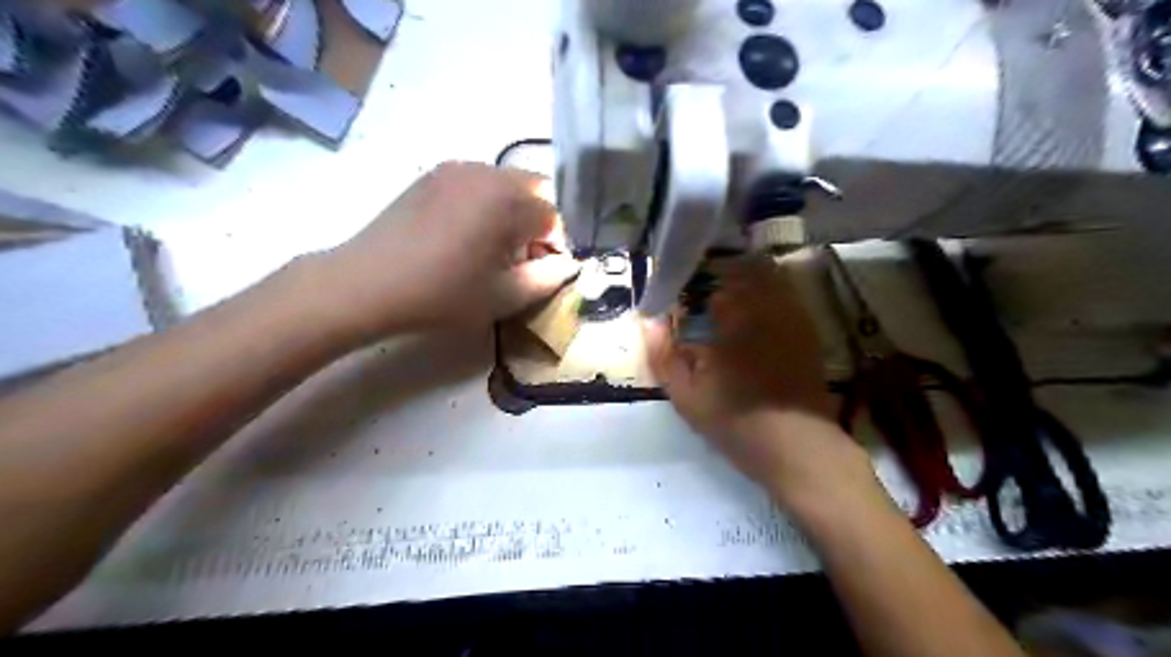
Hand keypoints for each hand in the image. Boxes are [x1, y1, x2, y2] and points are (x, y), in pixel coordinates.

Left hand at [318, 163, 577, 343]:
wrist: (367, 283)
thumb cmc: (441, 294)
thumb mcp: (504, 296)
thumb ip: (547, 279)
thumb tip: (567, 264)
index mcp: (507, 200)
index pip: (555, 215)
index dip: (555, 245)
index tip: (540, 270)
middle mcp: (486, 172)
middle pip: (534, 191)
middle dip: (538, 223)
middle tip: (520, 258)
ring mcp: (456, 169)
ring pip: (506, 184)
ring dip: (513, 212)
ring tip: (492, 248)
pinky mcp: (433, 175)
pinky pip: (478, 183)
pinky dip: (486, 204)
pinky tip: (466, 235)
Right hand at [646, 257, 872, 507]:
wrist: (799, 446)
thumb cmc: (737, 423)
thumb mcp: (687, 397)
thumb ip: (663, 356)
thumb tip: (649, 322)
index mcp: (732, 319)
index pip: (705, 278)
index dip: (688, 280)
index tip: (676, 293)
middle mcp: (765, 306)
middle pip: (739, 266)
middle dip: (716, 271)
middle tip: (699, 290)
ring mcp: (791, 314)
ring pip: (766, 273)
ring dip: (742, 276)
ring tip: (724, 295)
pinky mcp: (806, 328)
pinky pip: (785, 291)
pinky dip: (766, 289)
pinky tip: (753, 311)